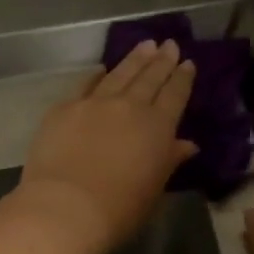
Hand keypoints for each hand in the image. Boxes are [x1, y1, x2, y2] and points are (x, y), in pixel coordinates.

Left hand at [17, 40, 198, 253]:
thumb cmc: (119, 209)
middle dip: (162, 60)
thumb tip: (186, 144)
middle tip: (169, 44)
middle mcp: (129, 107)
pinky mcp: (65, 108)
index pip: (175, 95)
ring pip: (120, 74)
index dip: (183, 78)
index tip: (188, 63)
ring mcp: (95, 103)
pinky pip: (85, 84)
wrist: (66, 207)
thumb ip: (169, 161)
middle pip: (149, 78)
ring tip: (145, 44)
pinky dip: (96, 75)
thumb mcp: (154, 190)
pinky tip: (101, 68)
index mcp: (158, 127)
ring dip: (134, 58)